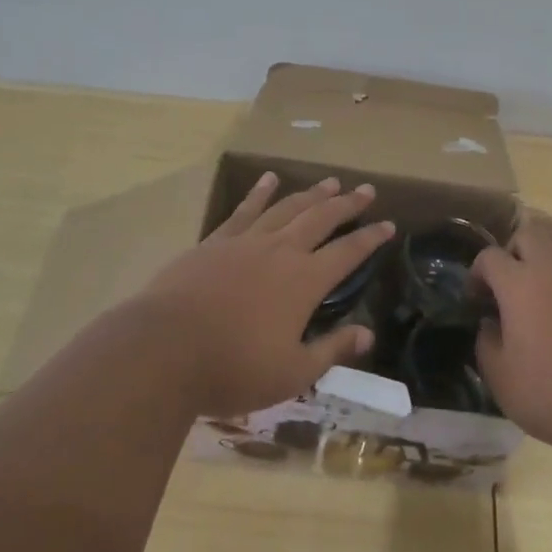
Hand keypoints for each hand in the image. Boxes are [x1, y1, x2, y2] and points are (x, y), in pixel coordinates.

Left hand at [133, 173, 394, 418]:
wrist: (163, 349)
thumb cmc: (233, 368)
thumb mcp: (292, 372)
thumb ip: (332, 350)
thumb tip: (367, 334)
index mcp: (304, 281)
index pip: (348, 252)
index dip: (370, 238)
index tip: (388, 224)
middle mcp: (280, 251)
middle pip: (321, 218)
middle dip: (346, 203)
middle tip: (365, 189)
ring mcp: (245, 242)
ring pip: (286, 207)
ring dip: (311, 193)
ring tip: (329, 181)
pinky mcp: (214, 242)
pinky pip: (244, 210)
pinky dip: (259, 192)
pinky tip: (269, 179)